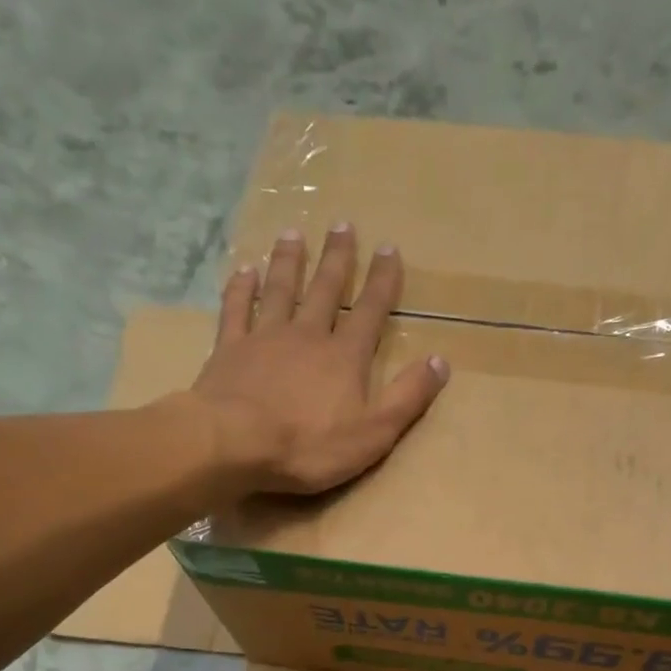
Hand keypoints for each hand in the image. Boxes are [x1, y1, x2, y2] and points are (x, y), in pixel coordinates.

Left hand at [195, 225, 449, 494]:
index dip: (382, 281)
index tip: (389, 248)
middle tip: (342, 225)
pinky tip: (244, 270)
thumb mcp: (374, 432)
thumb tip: (441, 362)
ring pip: (280, 290)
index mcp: (345, 357)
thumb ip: (408, 397)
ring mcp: (265, 338)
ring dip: (288, 261)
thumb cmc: (309, 445)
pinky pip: (236, 310)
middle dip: (337, 258)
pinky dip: (241, 288)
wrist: (235, 444)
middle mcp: (307, 335)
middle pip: (324, 290)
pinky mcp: (230, 350)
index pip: (369, 311)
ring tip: (293, 233)